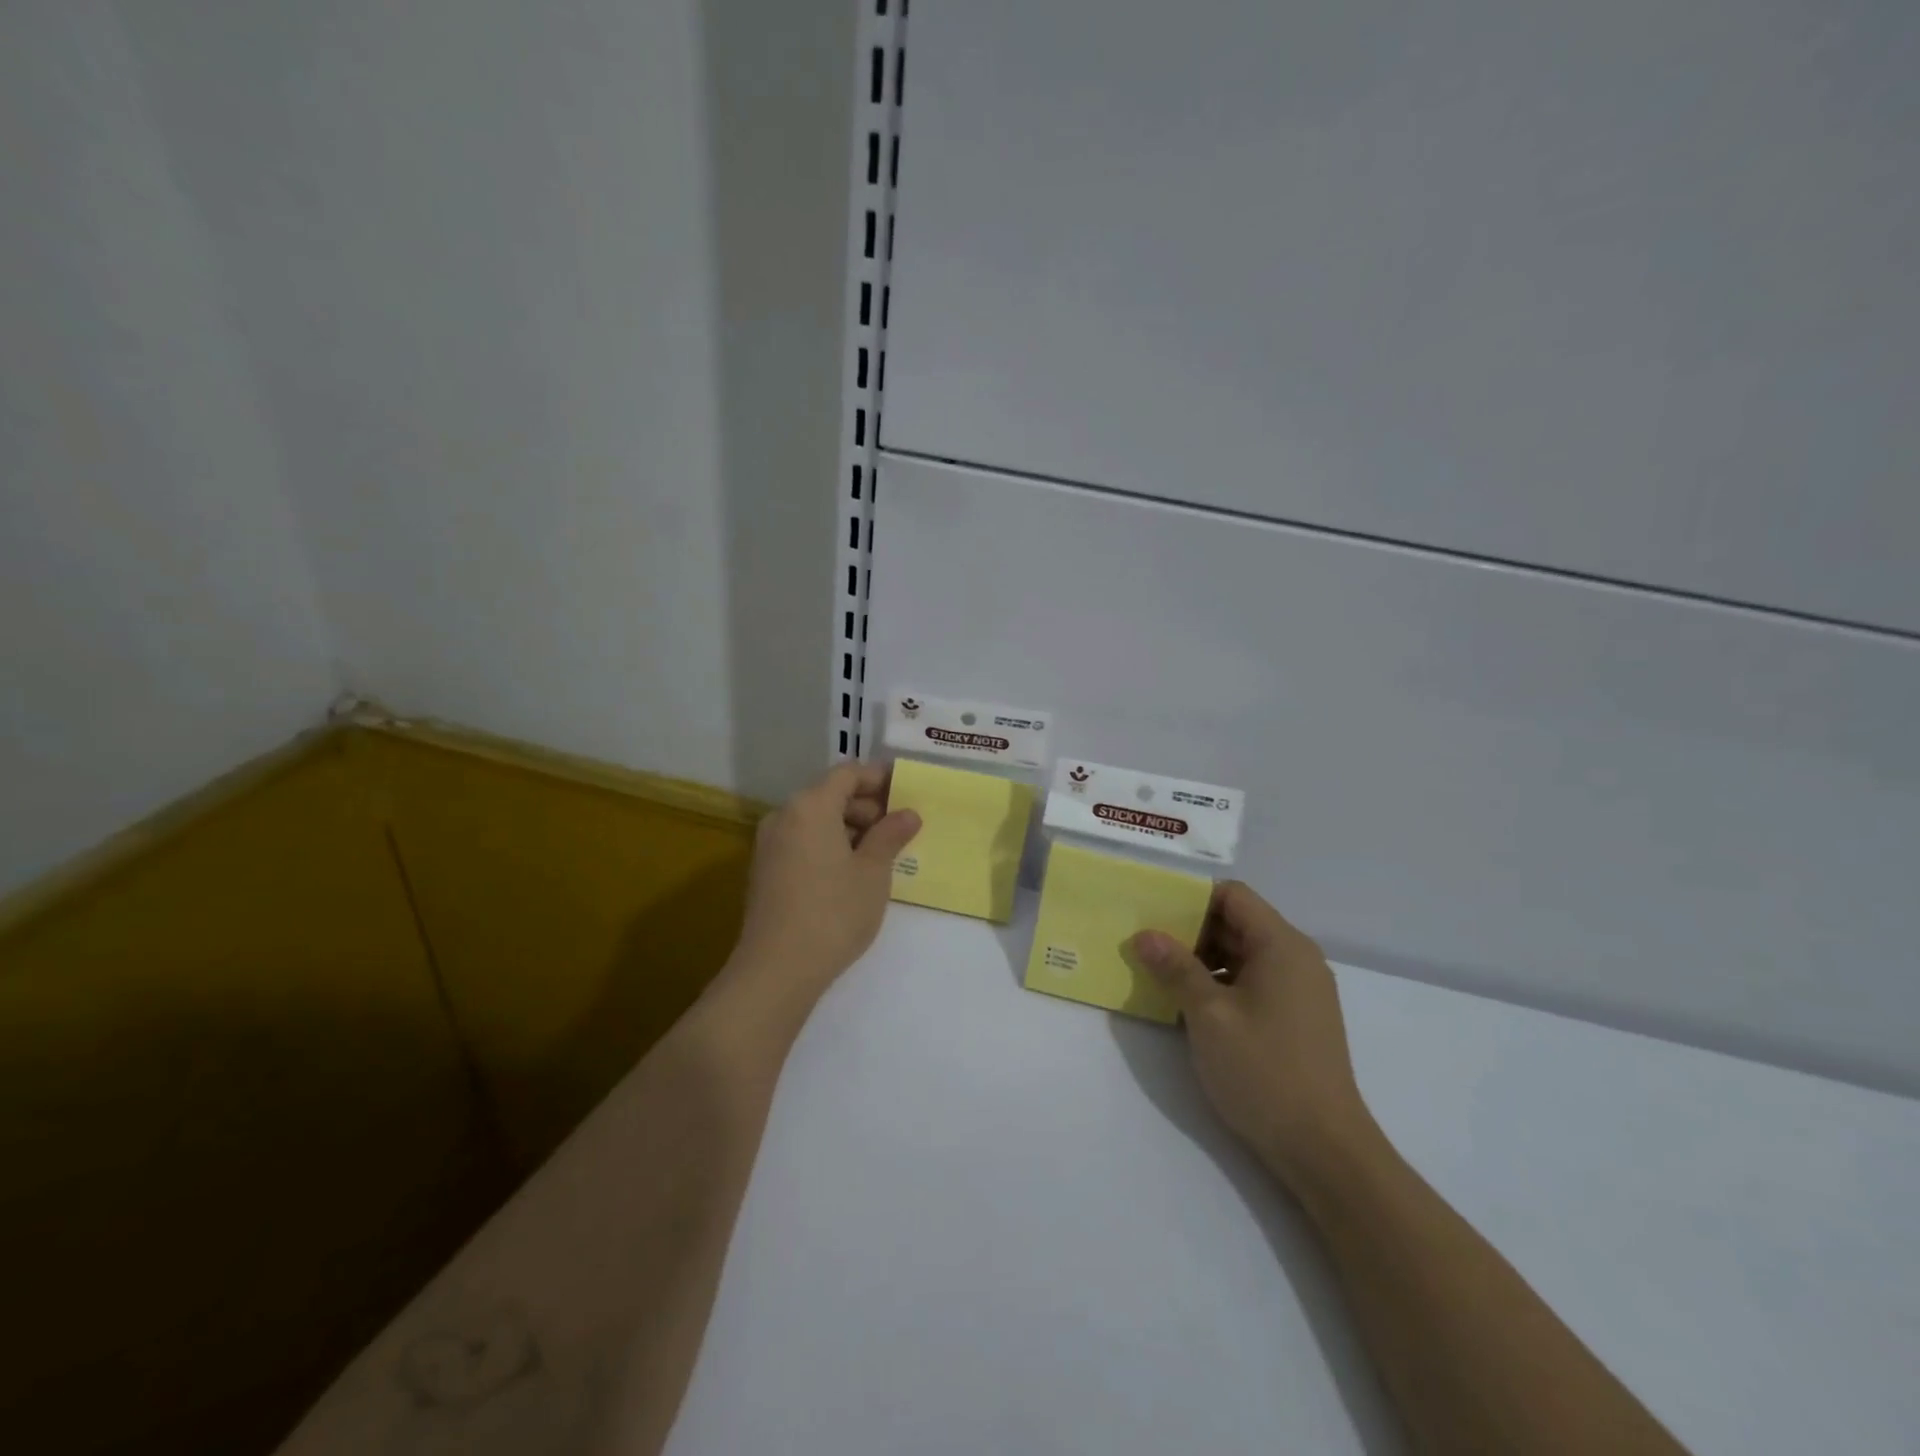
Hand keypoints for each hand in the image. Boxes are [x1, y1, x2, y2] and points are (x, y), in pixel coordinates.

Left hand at [730, 763, 920, 1000]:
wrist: (777, 969)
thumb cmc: (833, 912)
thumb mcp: (872, 872)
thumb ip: (890, 835)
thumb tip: (908, 813)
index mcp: (810, 806)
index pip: (847, 774)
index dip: (878, 778)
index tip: (906, 791)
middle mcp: (784, 815)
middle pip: (829, 795)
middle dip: (866, 806)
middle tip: (899, 828)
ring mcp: (769, 844)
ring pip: (815, 820)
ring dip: (848, 828)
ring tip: (880, 853)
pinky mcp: (764, 870)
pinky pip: (802, 842)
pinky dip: (828, 845)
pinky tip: (851, 872)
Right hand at [1130, 883, 1375, 1186]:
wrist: (1325, 1150)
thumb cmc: (1264, 1071)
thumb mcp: (1208, 1016)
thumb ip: (1175, 968)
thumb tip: (1144, 935)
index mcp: (1281, 945)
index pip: (1233, 895)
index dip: (1191, 899)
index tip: (1153, 914)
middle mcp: (1297, 958)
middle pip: (1238, 922)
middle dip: (1191, 931)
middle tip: (1147, 945)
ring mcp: (1302, 990)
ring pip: (1244, 954)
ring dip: (1204, 960)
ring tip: (1162, 976)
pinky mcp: (1299, 1017)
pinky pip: (1255, 981)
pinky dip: (1223, 983)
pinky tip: (1192, 1006)